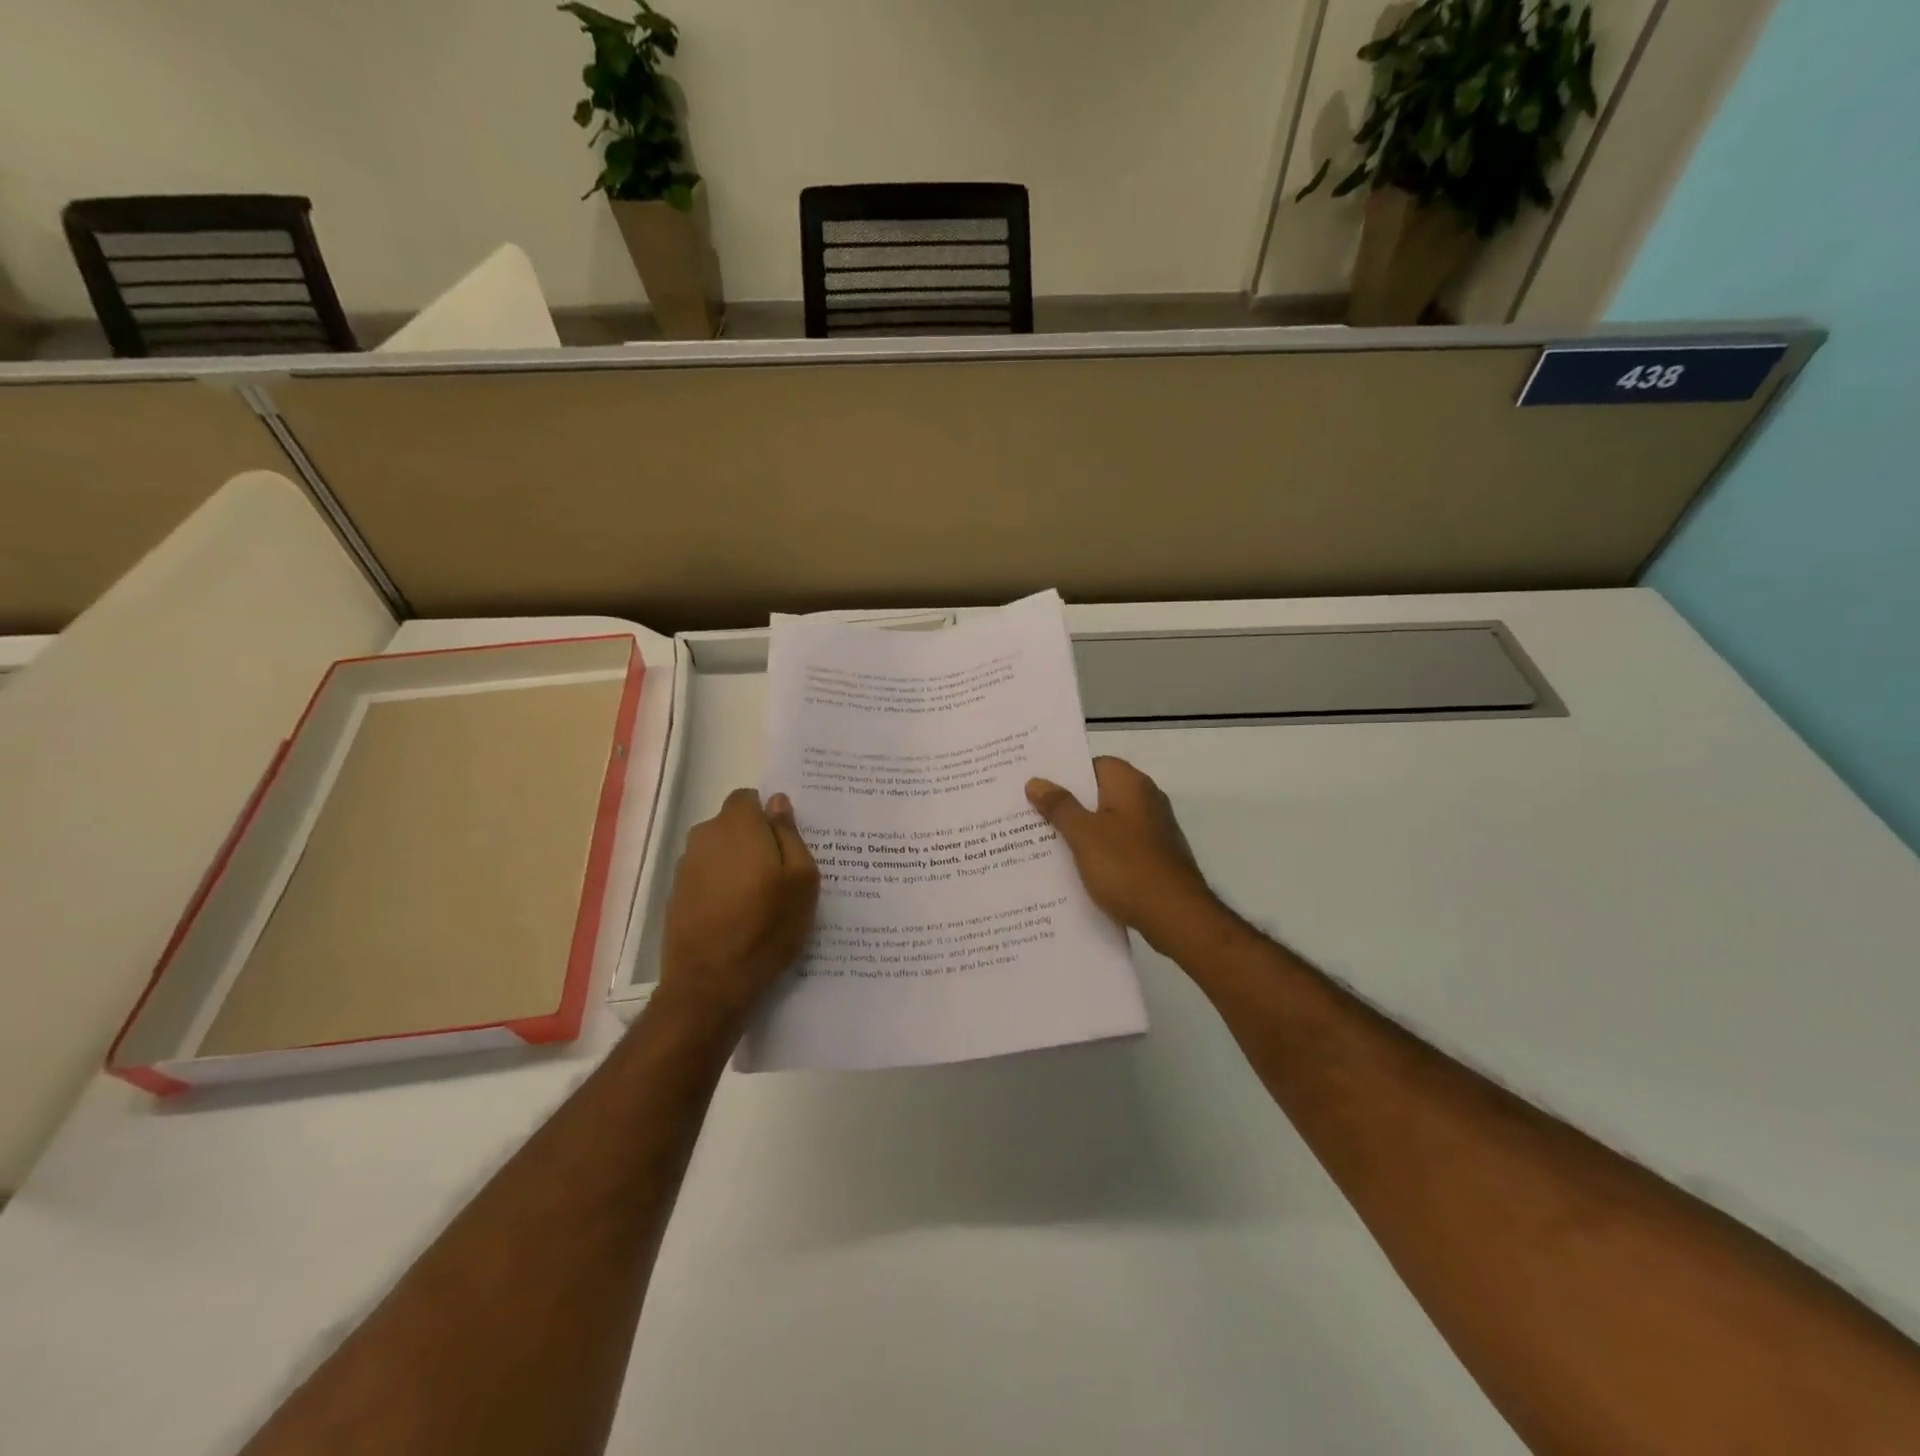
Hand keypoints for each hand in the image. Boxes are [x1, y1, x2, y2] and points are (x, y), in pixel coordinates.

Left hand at [657, 789, 818, 1026]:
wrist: (710, 984)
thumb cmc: (767, 927)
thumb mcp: (801, 879)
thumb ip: (789, 833)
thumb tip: (777, 802)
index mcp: (737, 826)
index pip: (749, 798)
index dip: (768, 815)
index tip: (786, 843)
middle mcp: (704, 837)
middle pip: (733, 825)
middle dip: (755, 840)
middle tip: (781, 873)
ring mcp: (685, 868)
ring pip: (719, 853)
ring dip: (737, 865)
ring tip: (761, 900)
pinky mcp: (676, 896)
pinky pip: (706, 879)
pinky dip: (721, 888)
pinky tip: (738, 918)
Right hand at [1026, 756, 1223, 954]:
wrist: (1175, 916)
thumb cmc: (1126, 866)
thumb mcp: (1083, 834)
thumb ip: (1059, 806)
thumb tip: (1036, 781)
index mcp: (1130, 784)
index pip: (1094, 764)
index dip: (1066, 774)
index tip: (1038, 788)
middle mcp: (1146, 799)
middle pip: (1099, 793)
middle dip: (1068, 805)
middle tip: (1031, 815)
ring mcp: (1153, 830)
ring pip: (1108, 822)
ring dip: (1081, 832)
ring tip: (1044, 843)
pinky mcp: (1155, 857)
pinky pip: (1118, 846)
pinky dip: (1098, 853)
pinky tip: (1075, 869)